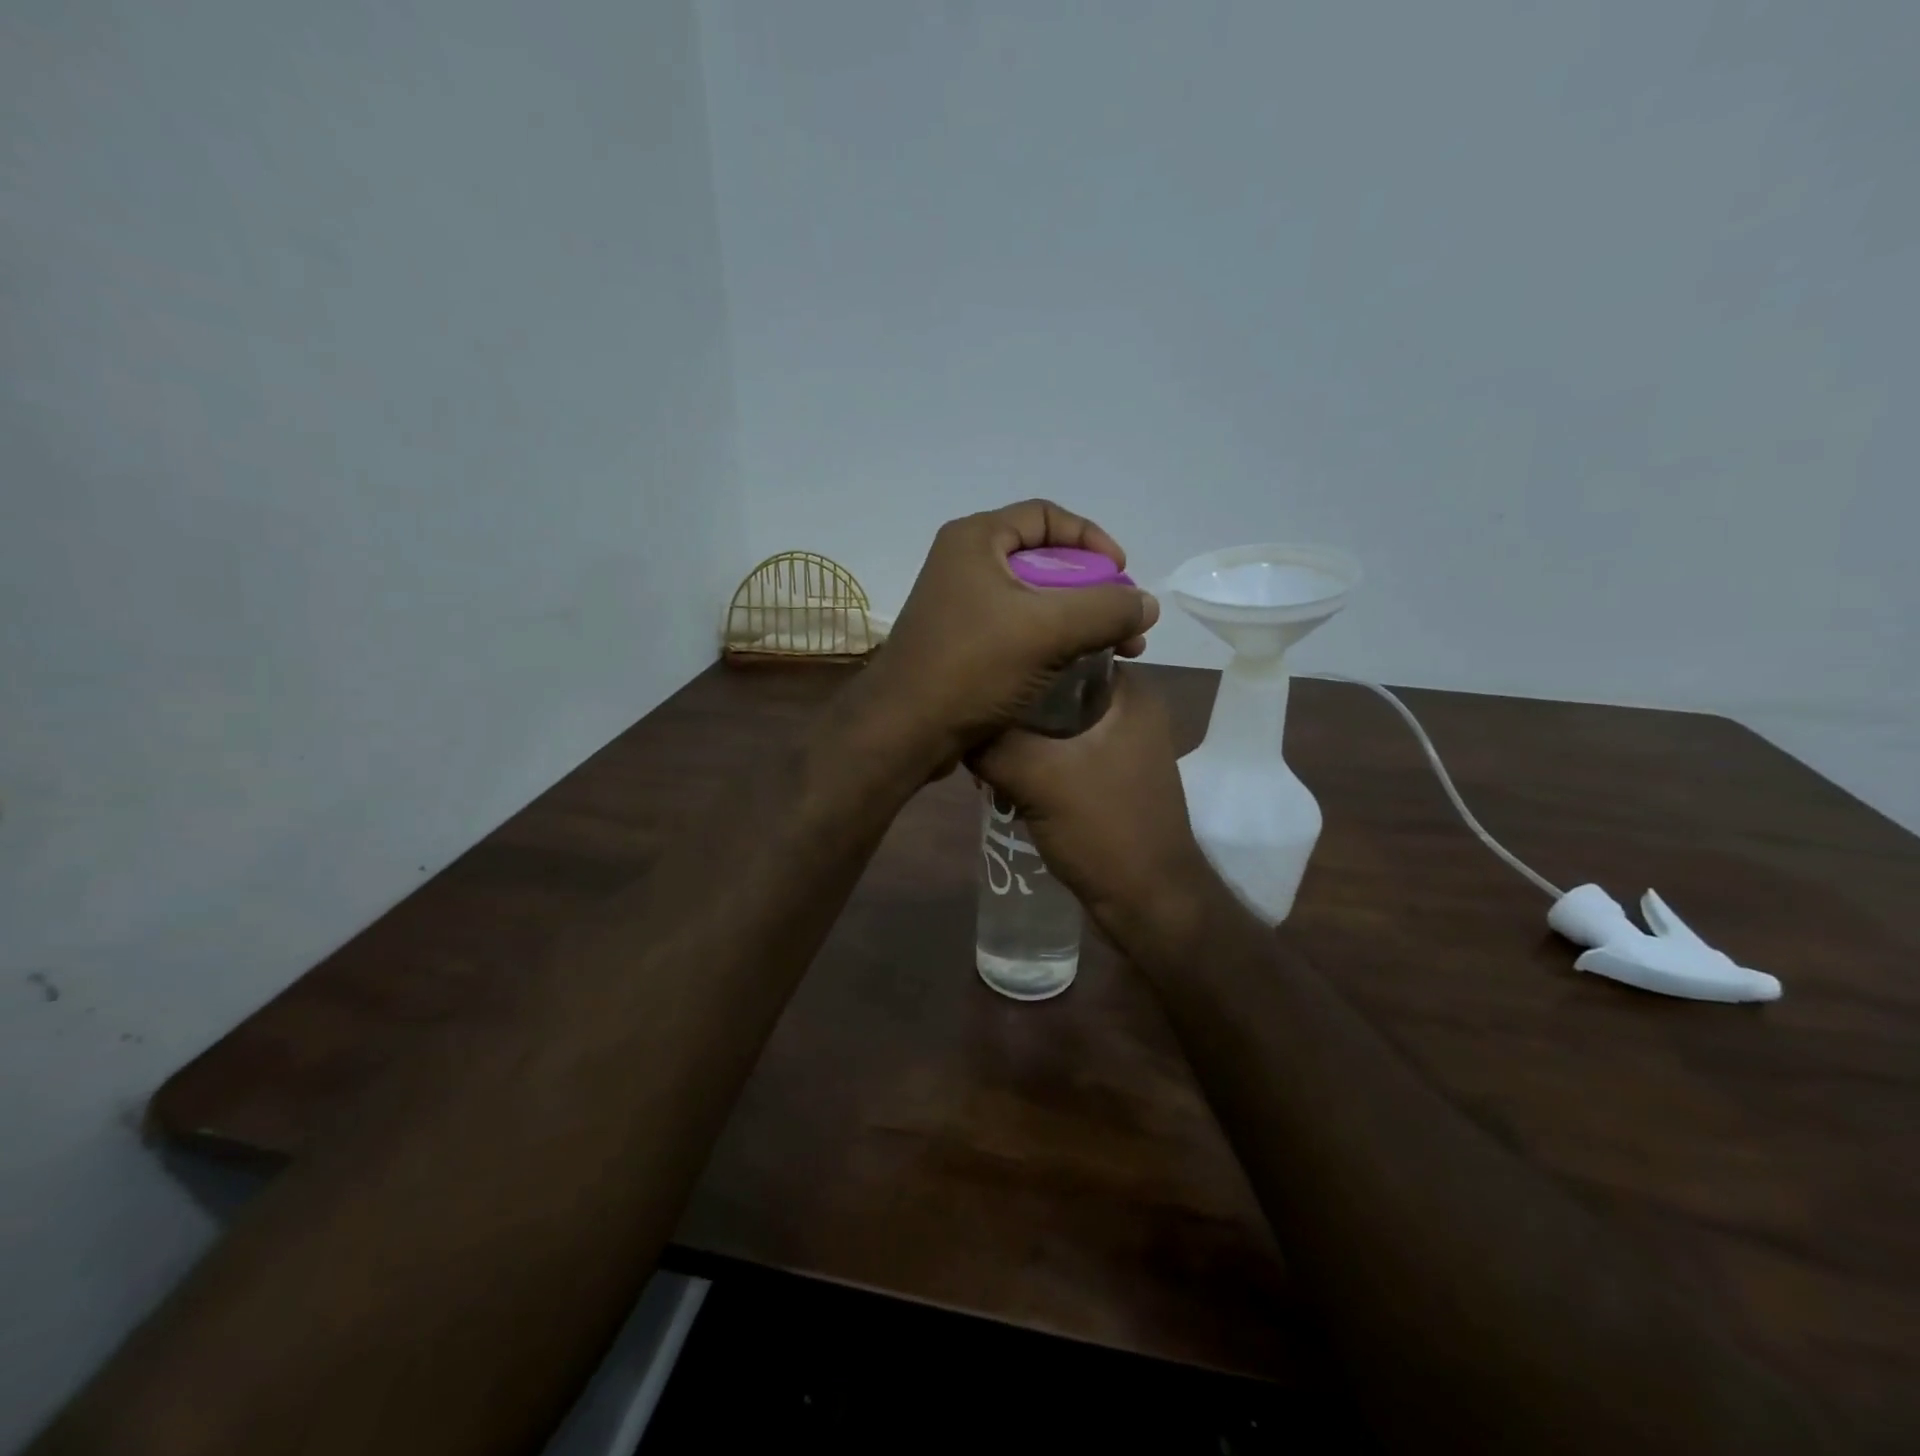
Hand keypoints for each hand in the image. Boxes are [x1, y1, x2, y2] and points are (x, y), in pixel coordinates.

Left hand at [860, 500, 1158, 771]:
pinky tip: (1077, 666)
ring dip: (1077, 621)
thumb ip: (1106, 610)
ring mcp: (960, 606)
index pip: (1046, 516)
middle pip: (1043, 560)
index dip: (1091, 540)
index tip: (1122, 574)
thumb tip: (1147, 604)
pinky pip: (1017, 630)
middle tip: (1124, 622)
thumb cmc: (971, 667)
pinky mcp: (961, 644)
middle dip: (1092, 590)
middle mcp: (964, 564)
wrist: (904, 730)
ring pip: (1033, 600)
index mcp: (976, 540)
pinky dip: (1051, 642)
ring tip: (1115, 651)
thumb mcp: (1048, 630)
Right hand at [972, 668, 1217, 944]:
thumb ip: (992, 744)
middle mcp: (1130, 711)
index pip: (1064, 650)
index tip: (978, 678)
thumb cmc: (1105, 829)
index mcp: (1129, 693)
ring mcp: (1122, 747)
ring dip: (1020, 738)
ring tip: (980, 750)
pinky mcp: (1109, 778)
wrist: (1150, 903)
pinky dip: (1034, 760)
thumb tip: (952, 724)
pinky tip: (1001, 776)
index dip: (1020, 659)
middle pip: (1056, 690)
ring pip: (1055, 725)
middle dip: (1014, 707)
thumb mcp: (1039, 778)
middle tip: (972, 719)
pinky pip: (1062, 754)